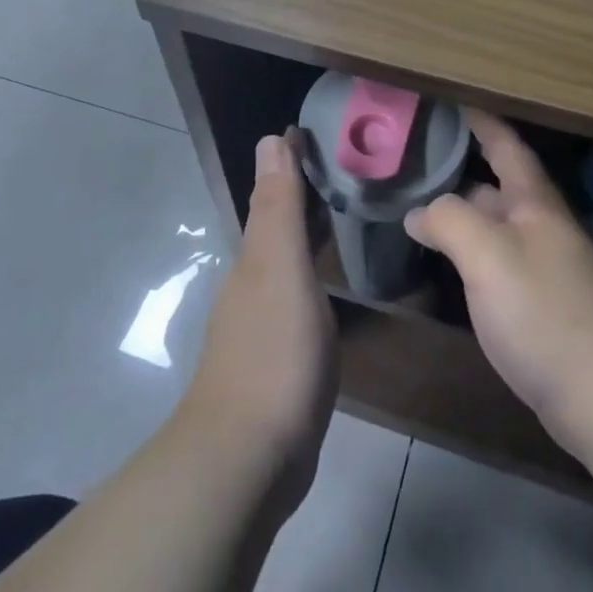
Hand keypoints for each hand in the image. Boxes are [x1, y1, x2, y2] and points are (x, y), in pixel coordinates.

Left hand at [180, 131, 336, 509]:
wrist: (247, 459)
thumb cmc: (273, 353)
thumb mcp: (280, 270)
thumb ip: (279, 207)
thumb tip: (270, 138)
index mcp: (255, 257)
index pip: (275, 193)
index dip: (293, 162)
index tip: (318, 133)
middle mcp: (252, 282)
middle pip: (278, 224)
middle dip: (302, 193)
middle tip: (345, 169)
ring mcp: (261, 322)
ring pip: (285, 259)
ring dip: (306, 233)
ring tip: (342, 214)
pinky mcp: (277, 358)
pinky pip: (297, 295)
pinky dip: (312, 273)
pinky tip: (328, 284)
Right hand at [404, 112, 592, 454]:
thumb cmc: (544, 312)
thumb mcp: (488, 256)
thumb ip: (449, 221)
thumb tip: (419, 212)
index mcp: (536, 204)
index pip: (507, 146)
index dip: (482, 122)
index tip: (453, 102)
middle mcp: (544, 228)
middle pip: (499, 188)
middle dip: (461, 172)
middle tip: (415, 164)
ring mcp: (546, 268)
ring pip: (497, 227)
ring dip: (463, 216)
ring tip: (418, 211)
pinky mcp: (543, 306)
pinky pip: (499, 263)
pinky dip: (471, 254)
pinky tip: (450, 265)